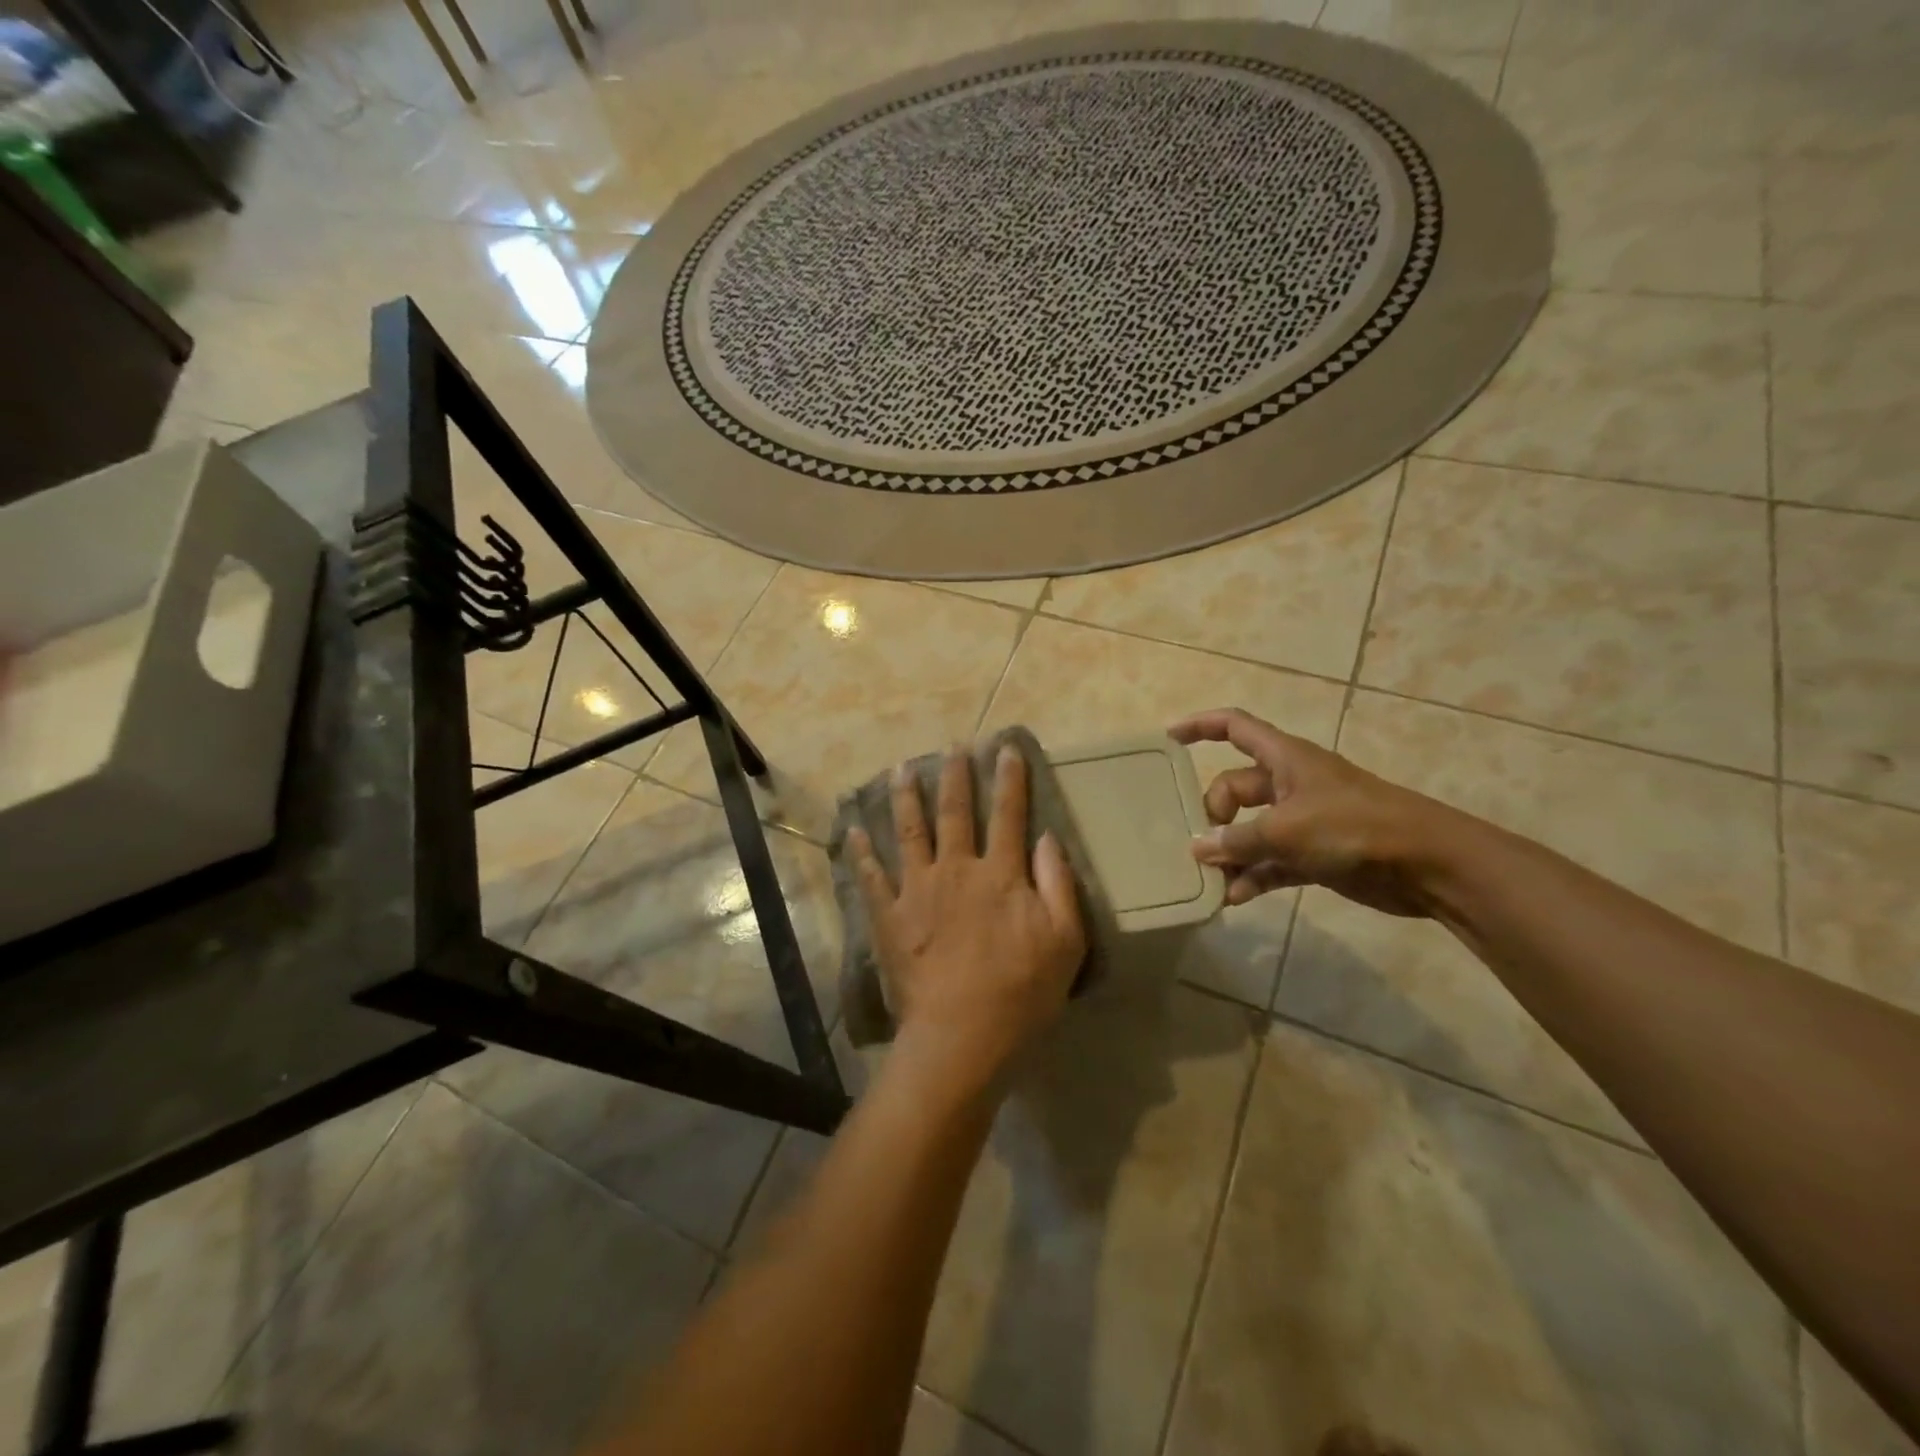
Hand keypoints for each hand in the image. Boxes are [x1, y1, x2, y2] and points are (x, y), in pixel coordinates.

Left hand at [846, 745, 1086, 1085]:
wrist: (961, 1035)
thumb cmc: (1021, 992)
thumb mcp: (1064, 941)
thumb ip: (1058, 884)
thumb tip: (1047, 838)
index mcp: (1000, 874)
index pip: (1008, 814)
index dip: (1009, 779)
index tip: (1006, 748)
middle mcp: (956, 869)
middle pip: (955, 812)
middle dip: (955, 775)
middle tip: (953, 745)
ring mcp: (917, 890)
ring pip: (909, 831)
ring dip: (905, 797)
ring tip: (901, 769)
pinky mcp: (889, 916)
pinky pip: (871, 877)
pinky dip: (860, 852)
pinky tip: (852, 829)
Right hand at [1170, 707, 1450, 917]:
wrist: (1427, 864)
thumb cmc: (1354, 827)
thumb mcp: (1286, 829)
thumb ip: (1237, 840)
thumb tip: (1196, 849)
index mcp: (1285, 759)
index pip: (1234, 727)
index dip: (1200, 726)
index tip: (1168, 739)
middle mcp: (1290, 784)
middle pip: (1235, 787)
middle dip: (1213, 814)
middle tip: (1198, 844)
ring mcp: (1303, 821)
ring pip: (1251, 830)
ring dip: (1230, 853)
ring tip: (1207, 879)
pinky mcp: (1315, 855)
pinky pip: (1270, 862)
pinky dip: (1253, 876)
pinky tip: (1233, 898)